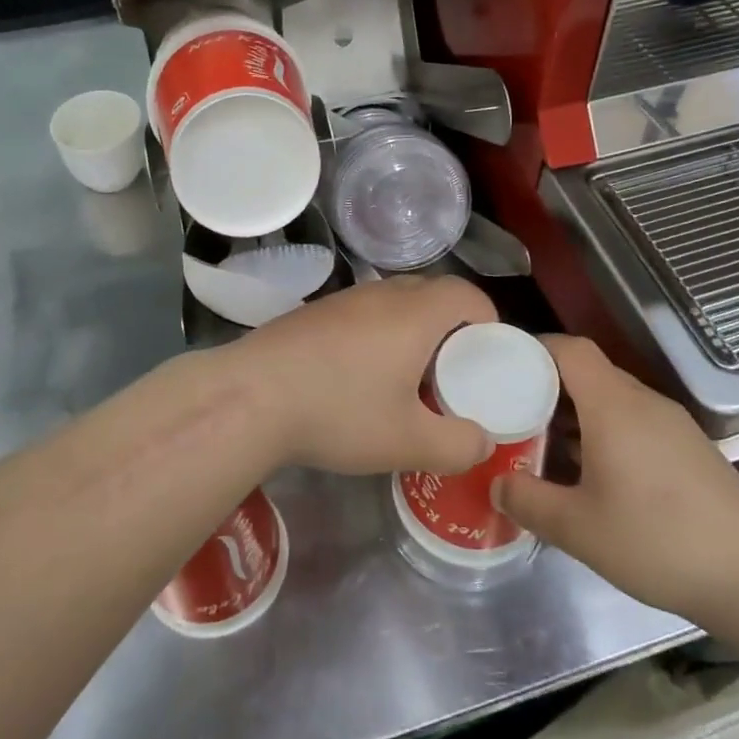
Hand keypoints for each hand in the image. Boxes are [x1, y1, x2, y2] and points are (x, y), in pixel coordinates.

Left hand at [220, 276, 496, 476]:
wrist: (250, 396)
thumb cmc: (339, 412)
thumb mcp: (408, 443)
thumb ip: (458, 445)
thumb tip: (480, 442)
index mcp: (415, 314)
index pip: (467, 294)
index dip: (487, 321)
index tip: (486, 357)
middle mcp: (382, 294)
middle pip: (432, 293)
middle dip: (451, 327)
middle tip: (450, 371)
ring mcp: (343, 299)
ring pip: (394, 301)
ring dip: (411, 329)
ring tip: (406, 377)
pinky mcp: (313, 313)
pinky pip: (362, 312)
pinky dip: (377, 333)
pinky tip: (358, 375)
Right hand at [494, 337, 738, 624]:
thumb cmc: (658, 540)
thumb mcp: (579, 528)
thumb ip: (529, 501)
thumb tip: (496, 483)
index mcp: (612, 404)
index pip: (568, 349)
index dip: (533, 349)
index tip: (500, 368)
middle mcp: (642, 401)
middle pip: (587, 372)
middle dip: (546, 386)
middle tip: (511, 413)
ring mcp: (670, 424)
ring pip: (610, 399)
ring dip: (574, 414)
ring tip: (543, 445)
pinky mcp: (688, 448)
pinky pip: (633, 421)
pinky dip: (603, 432)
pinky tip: (593, 475)